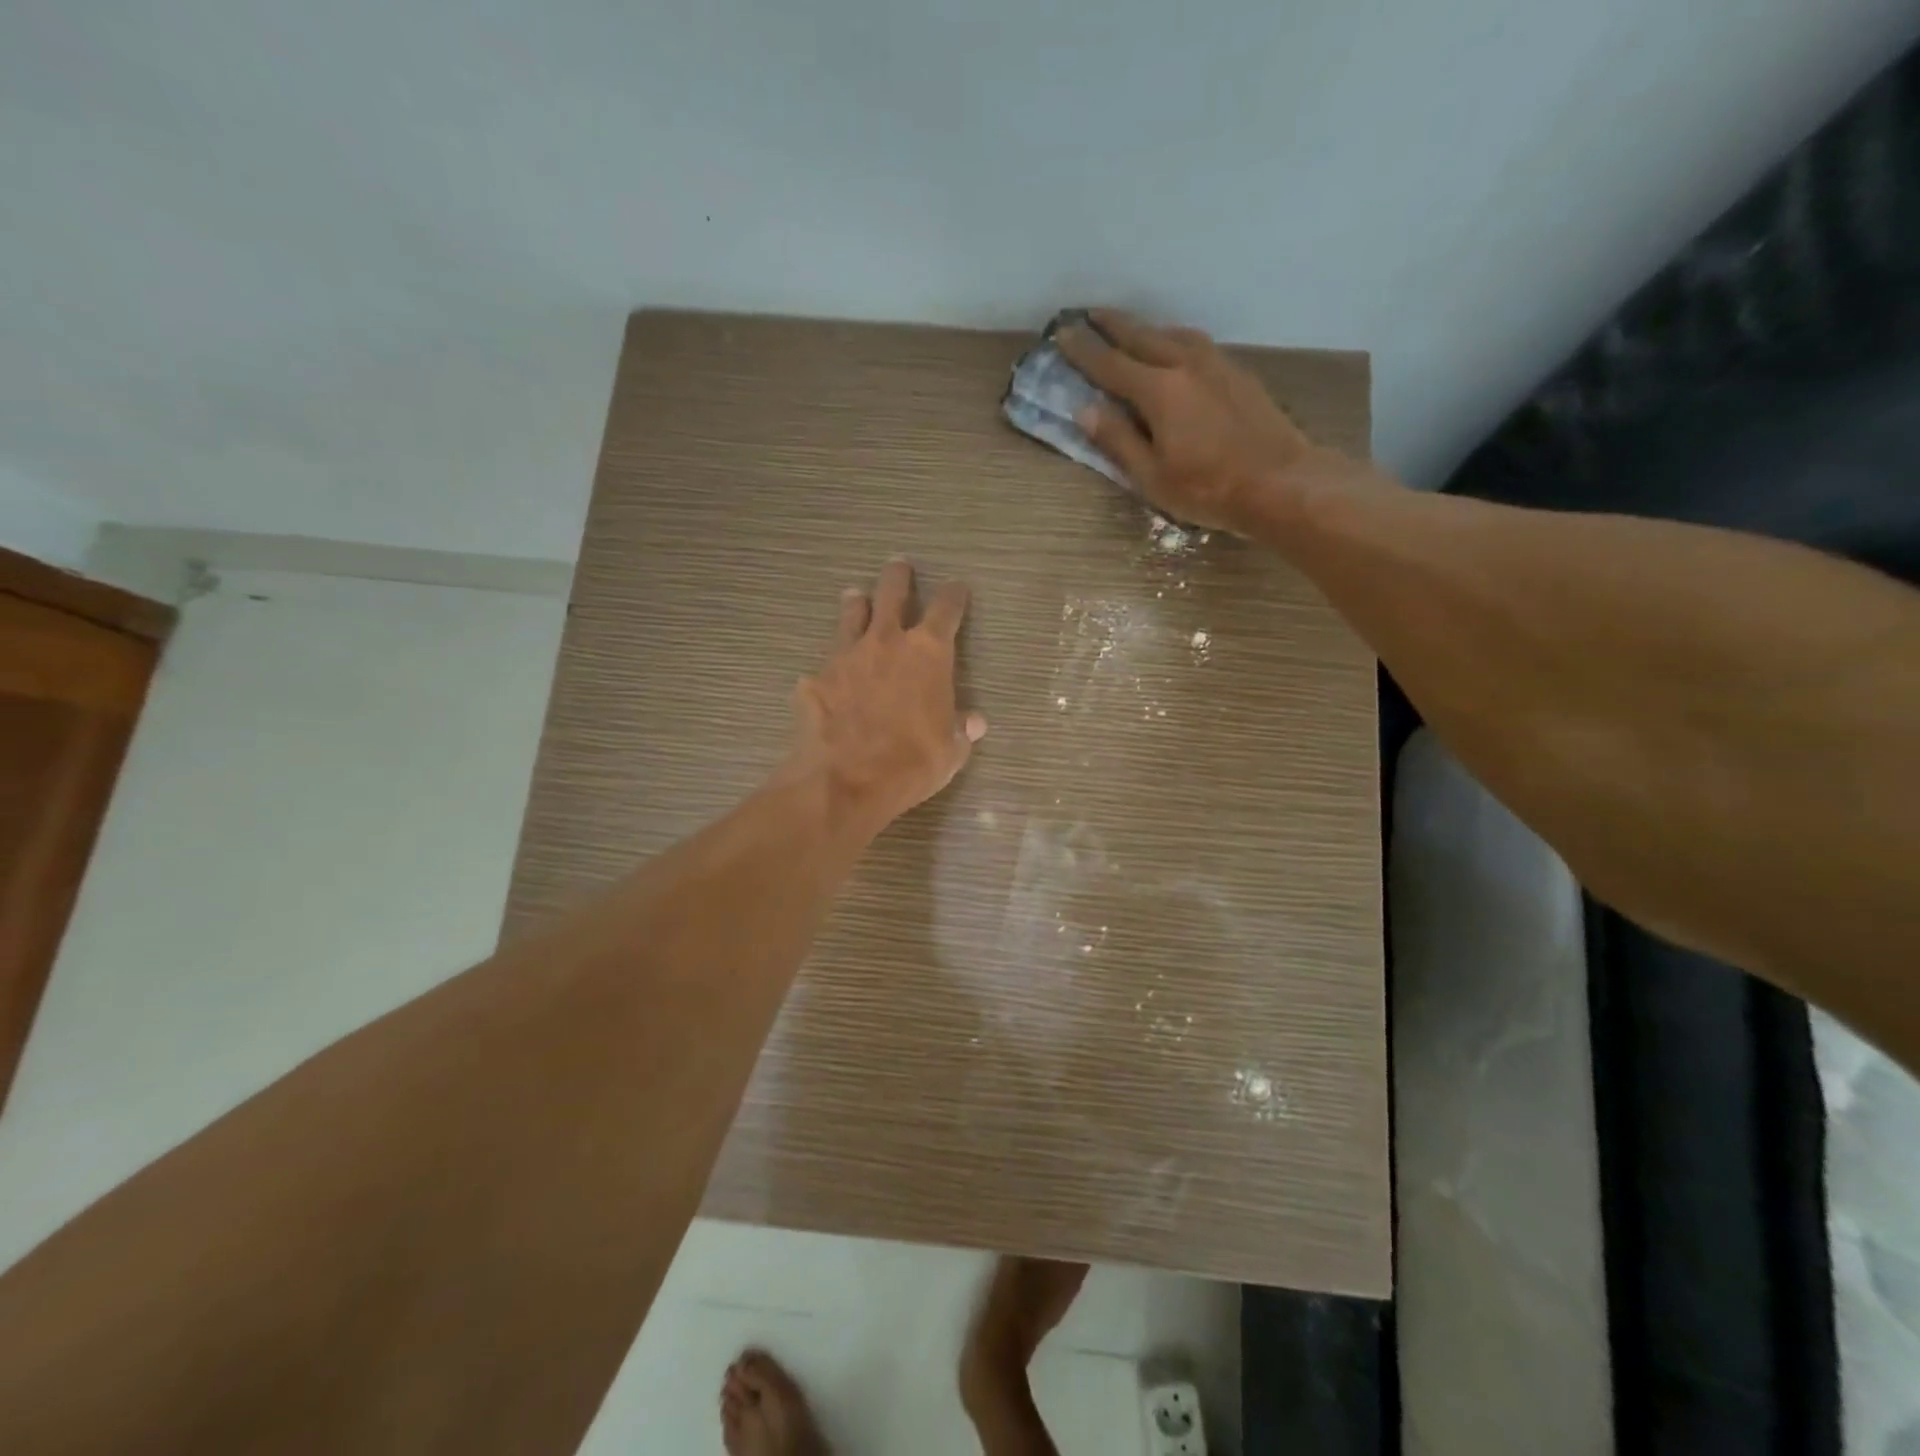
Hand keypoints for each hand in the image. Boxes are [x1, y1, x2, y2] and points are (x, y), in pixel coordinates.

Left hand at [786, 559, 986, 842]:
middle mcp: (886, 642)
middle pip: (892, 593)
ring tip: (856, 597)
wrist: (844, 781)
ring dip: (857, 604)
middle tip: (898, 566)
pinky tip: (829, 675)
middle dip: (898, 577)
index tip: (957, 588)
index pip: (946, 609)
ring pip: (852, 614)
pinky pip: (826, 661)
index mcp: (927, 653)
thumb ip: (961, 729)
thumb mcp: (950, 751)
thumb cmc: (910, 764)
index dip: (954, 595)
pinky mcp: (815, 678)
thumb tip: (974, 721)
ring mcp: (845, 656)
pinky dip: (832, 663)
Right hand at [1056, 309, 1333, 534]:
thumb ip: (1118, 440)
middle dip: (1113, 325)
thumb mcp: (1151, 477)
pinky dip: (1175, 339)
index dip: (1084, 350)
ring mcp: (1217, 366)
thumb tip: (1085, 410)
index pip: (1110, 365)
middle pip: (1142, 337)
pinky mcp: (1238, 374)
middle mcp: (1186, 366)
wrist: (1281, 482)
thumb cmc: (1208, 489)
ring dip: (1147, 328)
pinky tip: (1175, 349)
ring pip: (1174, 334)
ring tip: (1131, 330)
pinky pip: (1197, 344)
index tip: (1062, 334)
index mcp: (1159, 391)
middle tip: (1089, 314)